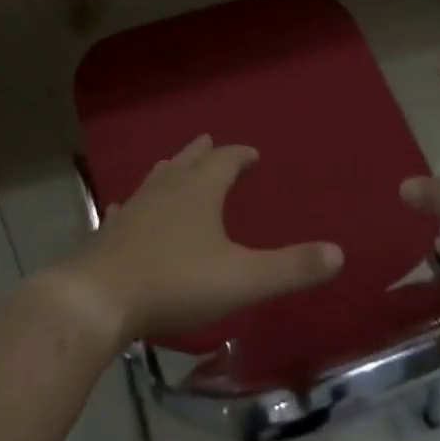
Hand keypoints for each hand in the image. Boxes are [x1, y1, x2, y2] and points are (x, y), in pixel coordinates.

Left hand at [55, 136, 344, 344]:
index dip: (240, 155)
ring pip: (156, 179)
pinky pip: (125, 209)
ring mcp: (135, 208)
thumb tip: (338, 253)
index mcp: (199, 191)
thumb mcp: (243, 278)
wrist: (101, 298)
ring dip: (171, 170)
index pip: (225, 160)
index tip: (252, 154)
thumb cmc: (176, 282)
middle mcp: (166, 189)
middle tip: (211, 142)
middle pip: (188, 161)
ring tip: (175, 165)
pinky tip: (122, 207)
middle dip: (204, 153)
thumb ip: (291, 267)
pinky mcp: (111, 232)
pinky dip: (132, 204)